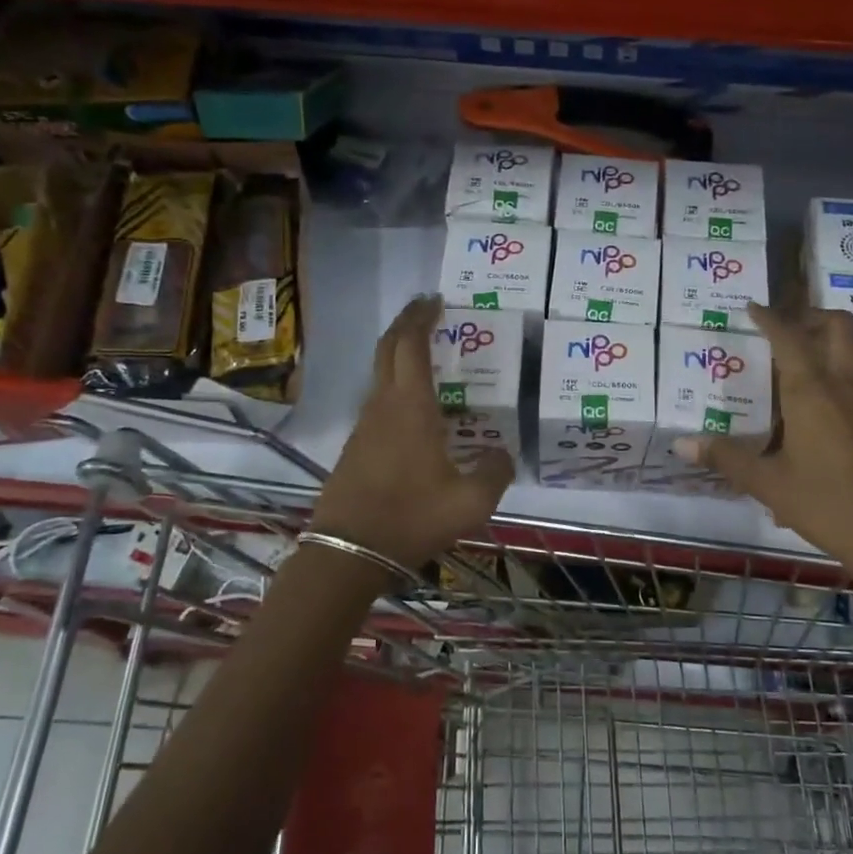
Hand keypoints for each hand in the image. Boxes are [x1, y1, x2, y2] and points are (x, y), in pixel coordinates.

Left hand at [309, 295, 513, 570]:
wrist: (349, 552)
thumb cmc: (412, 518)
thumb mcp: (472, 502)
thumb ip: (495, 472)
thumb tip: (503, 454)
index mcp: (410, 407)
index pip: (411, 345)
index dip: (421, 318)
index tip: (435, 301)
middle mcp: (382, 406)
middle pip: (388, 349)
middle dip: (406, 324)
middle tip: (427, 311)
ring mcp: (364, 426)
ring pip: (379, 375)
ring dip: (398, 355)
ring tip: (427, 356)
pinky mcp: (355, 446)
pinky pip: (377, 401)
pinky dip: (395, 386)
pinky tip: (415, 409)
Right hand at [677, 303, 852, 600]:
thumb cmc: (827, 506)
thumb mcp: (768, 485)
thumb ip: (726, 458)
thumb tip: (681, 444)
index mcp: (812, 392)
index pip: (789, 337)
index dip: (769, 317)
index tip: (753, 307)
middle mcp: (847, 385)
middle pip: (839, 326)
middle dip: (812, 316)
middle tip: (787, 329)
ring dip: (834, 341)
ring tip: (807, 360)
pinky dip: (848, 372)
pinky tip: (829, 407)